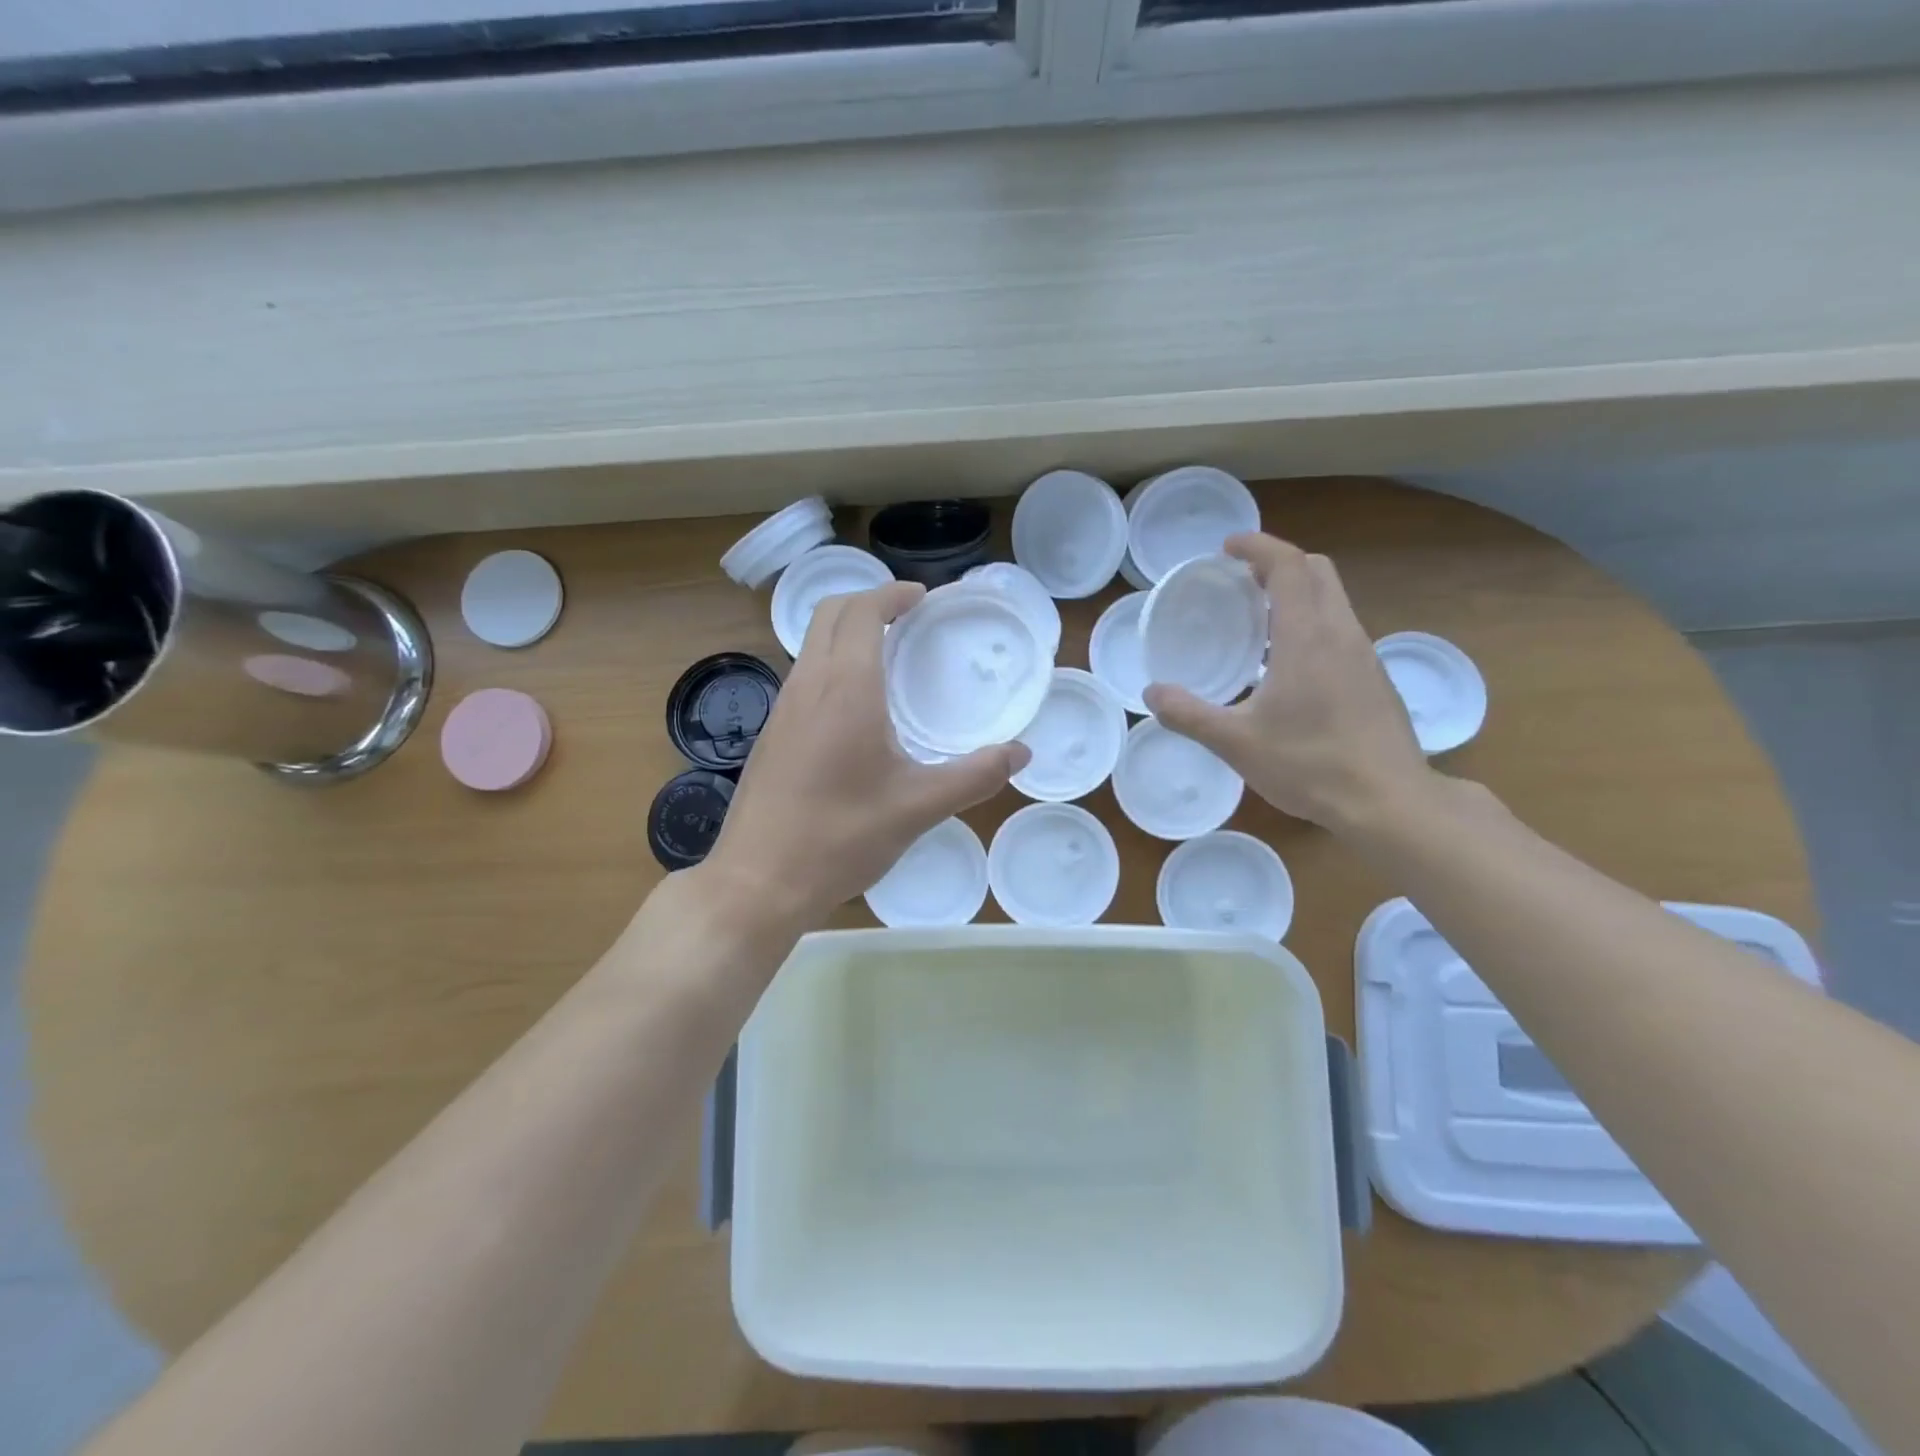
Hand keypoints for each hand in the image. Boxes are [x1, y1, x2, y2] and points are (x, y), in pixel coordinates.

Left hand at [705, 581, 1029, 928]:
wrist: (759, 881)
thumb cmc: (841, 837)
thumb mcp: (918, 808)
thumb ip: (975, 776)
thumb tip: (1022, 753)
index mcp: (845, 689)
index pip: (862, 612)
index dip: (892, 594)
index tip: (923, 598)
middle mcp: (808, 686)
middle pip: (829, 614)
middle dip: (867, 601)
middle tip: (907, 618)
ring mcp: (782, 710)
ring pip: (810, 645)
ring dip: (846, 633)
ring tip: (887, 658)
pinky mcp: (770, 735)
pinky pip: (802, 677)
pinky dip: (830, 664)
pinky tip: (855, 709)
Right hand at [1143, 533, 1431, 832]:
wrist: (1390, 802)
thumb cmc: (1310, 765)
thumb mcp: (1236, 743)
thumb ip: (1189, 714)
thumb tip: (1151, 693)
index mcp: (1307, 636)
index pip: (1288, 565)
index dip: (1257, 546)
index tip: (1227, 547)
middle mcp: (1341, 633)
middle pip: (1317, 571)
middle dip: (1278, 563)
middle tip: (1240, 580)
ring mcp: (1365, 655)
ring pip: (1334, 600)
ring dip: (1297, 593)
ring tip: (1257, 620)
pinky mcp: (1375, 678)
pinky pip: (1341, 629)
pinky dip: (1312, 622)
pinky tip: (1288, 665)